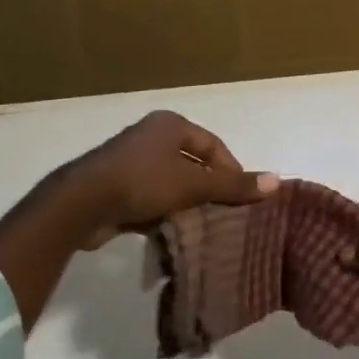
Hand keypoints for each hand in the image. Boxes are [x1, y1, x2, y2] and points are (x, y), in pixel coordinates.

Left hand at [73, 110, 277, 232]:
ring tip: (204, 227)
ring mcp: (132, 161)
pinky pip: (152, 198)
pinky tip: (174, 233)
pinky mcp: (118, 187)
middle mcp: (152, 137)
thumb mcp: (192, 184)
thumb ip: (232, 185)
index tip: (242, 198)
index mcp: (171, 125)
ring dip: (187, 203)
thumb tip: (277, 181)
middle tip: (227, 214)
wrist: (82, 204)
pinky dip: (165, 213)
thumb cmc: (142, 182)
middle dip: (209, 188)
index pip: (213, 145)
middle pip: (193, 163)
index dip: (231, 170)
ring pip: (173, 183)